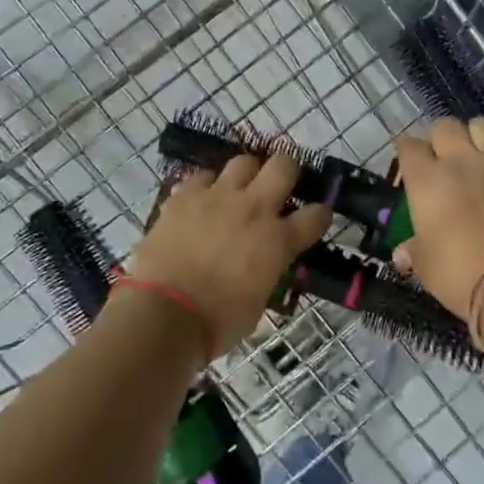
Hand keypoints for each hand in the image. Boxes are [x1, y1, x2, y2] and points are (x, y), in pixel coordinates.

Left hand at [127, 154, 332, 352]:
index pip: (316, 215)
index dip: (319, 215)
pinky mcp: (184, 196)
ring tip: (239, 189)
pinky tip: (202, 200)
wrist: (163, 313)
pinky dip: (206, 186)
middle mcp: (254, 209)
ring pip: (243, 162)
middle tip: (280, 183)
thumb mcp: (258, 301)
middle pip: (283, 166)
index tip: (316, 218)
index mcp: (278, 241)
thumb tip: (263, 265)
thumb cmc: (217, 322)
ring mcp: (217, 197)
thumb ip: (267, 272)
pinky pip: (202, 177)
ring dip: (246, 174)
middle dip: (287, 169)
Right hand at [395, 117, 483, 319]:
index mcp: (426, 179)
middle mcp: (459, 162)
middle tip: (440, 155)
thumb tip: (402, 253)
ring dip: (475, 135)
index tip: (407, 161)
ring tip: (473, 153)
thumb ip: (413, 250)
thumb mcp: (424, 264)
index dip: (406, 150)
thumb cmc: (456, 272)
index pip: (409, 146)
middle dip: (440, 136)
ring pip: (483, 126)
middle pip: (445, 125)